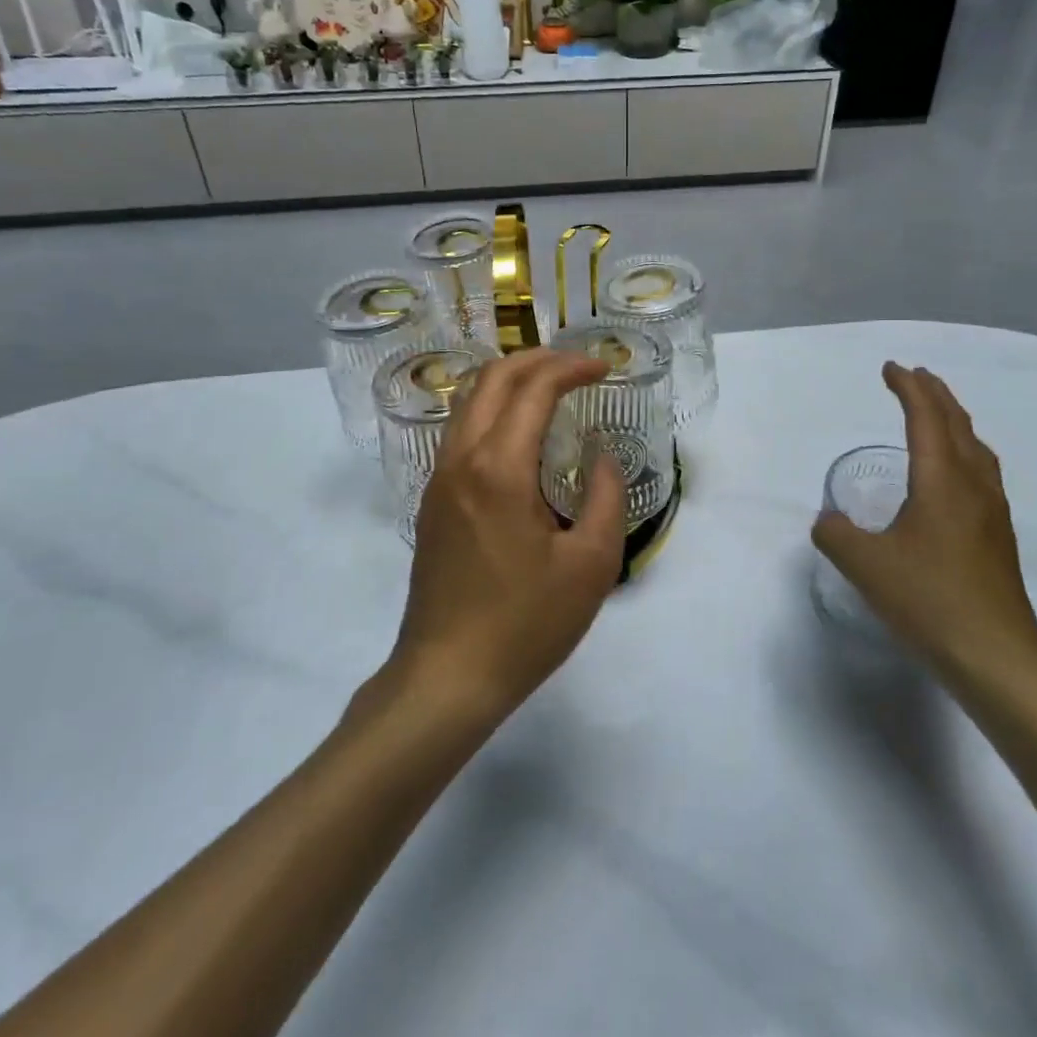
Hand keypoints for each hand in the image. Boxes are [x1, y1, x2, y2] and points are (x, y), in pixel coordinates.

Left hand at [386, 348, 625, 723]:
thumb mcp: (591, 565)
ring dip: (509, 380)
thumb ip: (604, 497)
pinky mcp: (432, 501)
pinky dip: (492, 409)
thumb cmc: (526, 623)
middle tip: (578, 365)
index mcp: (500, 468)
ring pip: (468, 401)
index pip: (534, 388)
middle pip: (492, 378)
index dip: (572, 367)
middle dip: (538, 359)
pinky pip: (460, 431)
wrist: (447, 677)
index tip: (604, 368)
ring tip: (550, 387)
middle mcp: (461, 460)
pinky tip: (519, 434)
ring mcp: (439, 479)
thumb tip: (599, 457)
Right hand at [811, 363, 1036, 693]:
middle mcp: (972, 486)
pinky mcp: (998, 538)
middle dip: (935, 395)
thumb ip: (836, 534)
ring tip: (938, 415)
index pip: (924, 418)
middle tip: (916, 376)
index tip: (890, 368)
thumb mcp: (865, 565)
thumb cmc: (928, 600)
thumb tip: (829, 521)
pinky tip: (956, 476)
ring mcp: (992, 512)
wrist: (995, 656)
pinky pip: (982, 473)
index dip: (907, 388)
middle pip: (957, 424)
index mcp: (941, 480)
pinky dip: (965, 452)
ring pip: (976, 448)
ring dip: (955, 422)